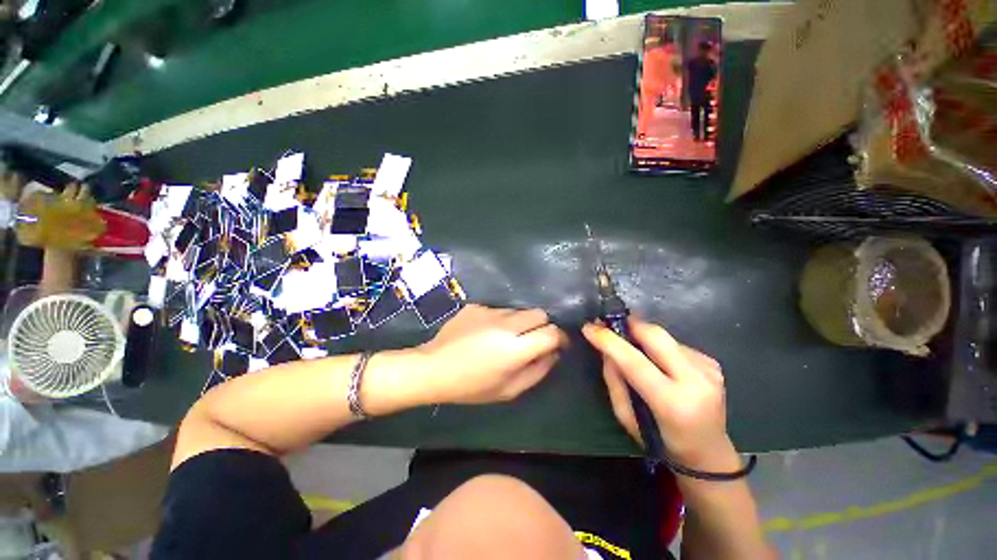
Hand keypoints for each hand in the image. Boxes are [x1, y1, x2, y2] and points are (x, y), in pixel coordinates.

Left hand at [418, 304, 566, 404]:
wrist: (434, 368)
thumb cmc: (472, 386)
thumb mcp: (509, 390)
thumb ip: (537, 371)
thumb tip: (554, 353)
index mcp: (515, 349)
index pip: (551, 333)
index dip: (559, 338)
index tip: (558, 344)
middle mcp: (505, 324)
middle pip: (539, 314)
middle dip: (542, 326)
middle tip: (531, 340)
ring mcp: (489, 311)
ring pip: (519, 310)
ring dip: (520, 323)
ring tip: (504, 337)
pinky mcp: (477, 306)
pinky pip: (498, 310)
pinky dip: (499, 320)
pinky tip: (486, 332)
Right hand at [583, 319, 739, 471]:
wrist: (709, 454)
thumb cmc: (661, 441)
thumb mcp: (626, 417)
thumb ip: (614, 380)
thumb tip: (605, 348)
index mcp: (673, 403)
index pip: (635, 361)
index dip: (609, 341)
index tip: (589, 328)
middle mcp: (696, 381)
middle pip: (656, 336)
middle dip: (629, 325)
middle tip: (610, 325)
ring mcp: (709, 370)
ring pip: (665, 337)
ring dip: (644, 338)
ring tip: (635, 350)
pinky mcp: (713, 364)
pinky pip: (676, 344)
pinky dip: (660, 347)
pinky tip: (659, 363)